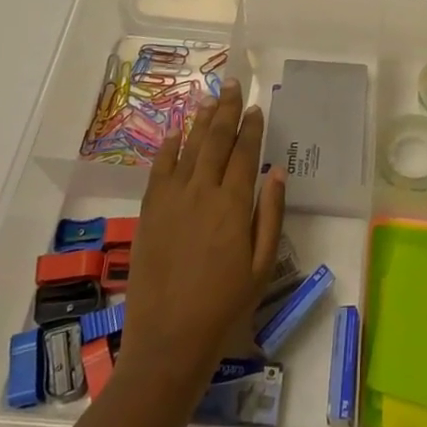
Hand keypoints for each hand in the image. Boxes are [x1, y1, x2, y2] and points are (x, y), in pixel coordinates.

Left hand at [119, 82, 287, 389]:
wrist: (169, 340)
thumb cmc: (225, 306)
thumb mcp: (262, 265)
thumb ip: (270, 214)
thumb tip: (276, 172)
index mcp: (233, 204)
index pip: (244, 153)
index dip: (251, 127)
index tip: (257, 107)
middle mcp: (201, 192)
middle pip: (215, 140)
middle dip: (227, 110)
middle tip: (234, 85)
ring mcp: (171, 200)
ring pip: (188, 148)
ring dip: (200, 120)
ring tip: (211, 98)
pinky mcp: (149, 212)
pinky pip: (159, 169)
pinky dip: (168, 147)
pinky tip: (175, 133)